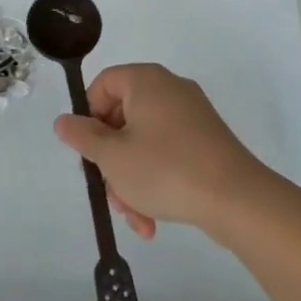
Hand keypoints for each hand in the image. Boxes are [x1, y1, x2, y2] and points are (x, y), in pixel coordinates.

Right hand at [53, 63, 271, 238]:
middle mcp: (170, 89)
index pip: (103, 84)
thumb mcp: (113, 156)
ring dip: (132, 180)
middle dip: (111, 161)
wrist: (236, 199)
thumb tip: (64, 121)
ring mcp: (192, 115)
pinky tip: (153, 220)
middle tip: (110, 192)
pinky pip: (169, 154)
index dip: (88, 116)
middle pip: (122, 118)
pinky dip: (156, 181)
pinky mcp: (207, 140)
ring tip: (135, 217)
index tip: (88, 151)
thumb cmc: (165, 169)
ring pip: (144, 143)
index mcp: (146, 81)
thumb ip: (83, 136)